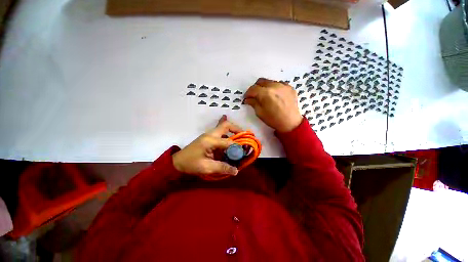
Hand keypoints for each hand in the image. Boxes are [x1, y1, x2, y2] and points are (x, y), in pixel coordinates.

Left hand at [172, 115, 242, 177]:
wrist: (177, 161)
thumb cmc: (190, 164)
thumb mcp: (206, 168)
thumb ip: (222, 167)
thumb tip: (236, 170)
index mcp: (210, 141)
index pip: (228, 141)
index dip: (237, 146)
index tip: (244, 151)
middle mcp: (210, 134)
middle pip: (226, 125)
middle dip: (237, 129)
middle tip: (244, 136)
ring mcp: (209, 135)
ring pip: (223, 127)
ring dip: (233, 131)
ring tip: (240, 139)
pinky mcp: (208, 138)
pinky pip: (220, 133)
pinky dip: (227, 134)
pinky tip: (231, 139)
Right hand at [244, 78, 302, 132]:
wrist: (291, 123)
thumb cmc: (273, 119)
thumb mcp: (260, 113)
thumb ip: (253, 103)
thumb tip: (247, 99)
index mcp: (265, 93)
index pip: (253, 89)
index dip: (248, 93)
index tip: (246, 97)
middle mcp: (274, 86)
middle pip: (260, 81)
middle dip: (255, 88)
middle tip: (255, 95)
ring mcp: (283, 85)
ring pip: (269, 81)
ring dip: (265, 87)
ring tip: (265, 96)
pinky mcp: (289, 87)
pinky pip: (279, 84)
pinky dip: (274, 88)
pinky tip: (274, 96)